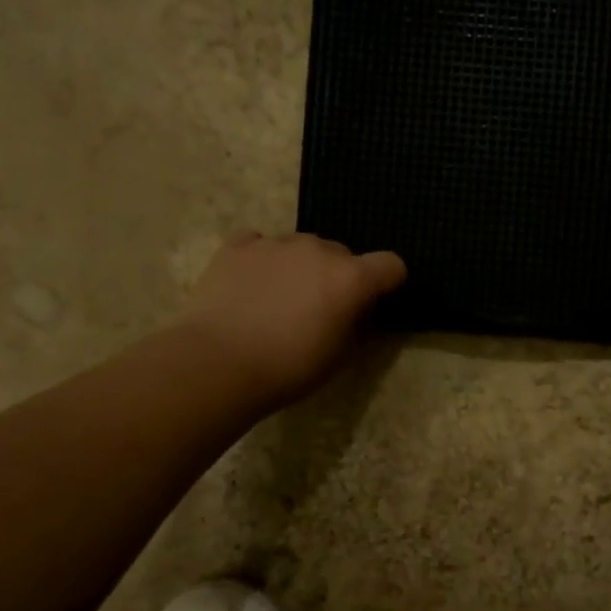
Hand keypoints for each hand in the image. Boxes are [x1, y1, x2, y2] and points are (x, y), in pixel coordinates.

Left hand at [179, 232, 405, 410]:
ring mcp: (276, 243)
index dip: (388, 282)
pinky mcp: (238, 246)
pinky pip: (261, 244)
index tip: (375, 301)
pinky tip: (251, 286)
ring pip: (301, 247)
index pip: (391, 265)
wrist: (219, 362)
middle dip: (338, 276)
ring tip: (278, 301)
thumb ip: (356, 324)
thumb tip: (357, 310)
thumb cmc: (289, 368)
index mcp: (351, 278)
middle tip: (319, 310)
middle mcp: (318, 249)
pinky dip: (263, 260)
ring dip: (300, 267)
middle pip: (342, 254)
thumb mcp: (339, 357)